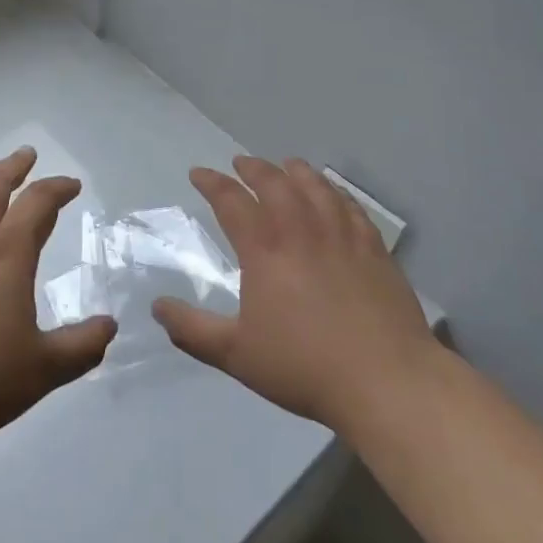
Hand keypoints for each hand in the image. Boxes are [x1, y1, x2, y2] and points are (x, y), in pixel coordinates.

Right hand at [153, 157, 439, 435]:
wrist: (384, 380)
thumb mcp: (236, 355)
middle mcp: (301, 229)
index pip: (231, 200)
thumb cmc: (304, 367)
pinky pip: (350, 206)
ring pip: (314, 186)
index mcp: (264, 249)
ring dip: (295, 170)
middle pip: (274, 182)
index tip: (198, 173)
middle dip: (253, 167)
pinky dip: (335, 191)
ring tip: (286, 164)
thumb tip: (157, 307)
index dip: (211, 182)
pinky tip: (333, 193)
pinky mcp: (373, 247)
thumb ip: (193, 330)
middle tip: (240, 162)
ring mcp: (341, 234)